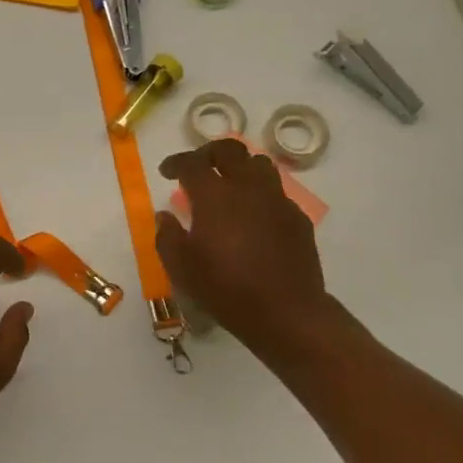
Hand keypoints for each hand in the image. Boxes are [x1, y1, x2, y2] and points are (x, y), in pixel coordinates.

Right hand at [157, 140, 334, 353]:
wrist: (286, 312)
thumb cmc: (225, 289)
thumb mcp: (182, 268)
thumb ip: (167, 236)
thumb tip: (165, 216)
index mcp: (214, 196)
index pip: (192, 163)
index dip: (176, 162)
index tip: (167, 172)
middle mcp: (247, 188)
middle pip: (230, 150)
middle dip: (209, 153)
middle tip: (199, 167)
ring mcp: (277, 200)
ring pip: (259, 164)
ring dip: (240, 168)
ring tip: (230, 186)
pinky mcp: (297, 217)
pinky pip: (277, 193)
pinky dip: (260, 195)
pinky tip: (254, 217)